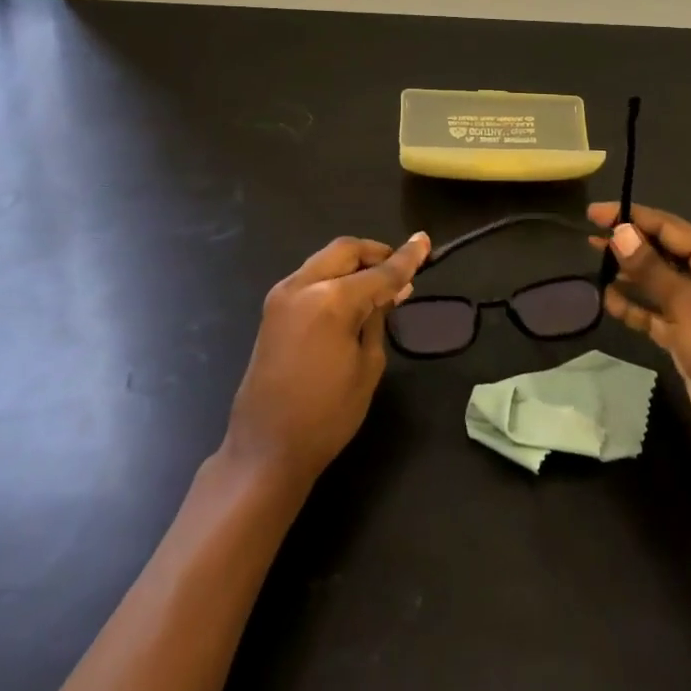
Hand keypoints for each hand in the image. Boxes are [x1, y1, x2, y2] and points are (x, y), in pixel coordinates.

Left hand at [223, 232, 430, 484]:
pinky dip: (334, 277)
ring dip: (353, 264)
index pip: (379, 271)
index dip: (407, 258)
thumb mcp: (367, 366)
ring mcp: (283, 294)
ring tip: (379, 284)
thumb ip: (379, 318)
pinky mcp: (273, 308)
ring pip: (326, 259)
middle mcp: (303, 285)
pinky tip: (351, 297)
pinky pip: (311, 277)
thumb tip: (393, 290)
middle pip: (346, 250)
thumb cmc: (327, 415)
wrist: (266, 449)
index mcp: (331, 300)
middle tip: (400, 268)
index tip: (425, 241)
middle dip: (375, 253)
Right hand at [589, 202, 690, 463]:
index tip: (594, 213)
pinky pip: (657, 313)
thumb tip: (619, 231)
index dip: (631, 217)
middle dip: (629, 244)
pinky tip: (609, 301)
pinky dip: (635, 307)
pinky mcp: (690, 339)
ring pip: (658, 282)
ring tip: (594, 264)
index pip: (669, 227)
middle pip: (663, 252)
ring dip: (629, 275)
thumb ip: (651, 269)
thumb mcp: (689, 306)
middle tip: (589, 238)